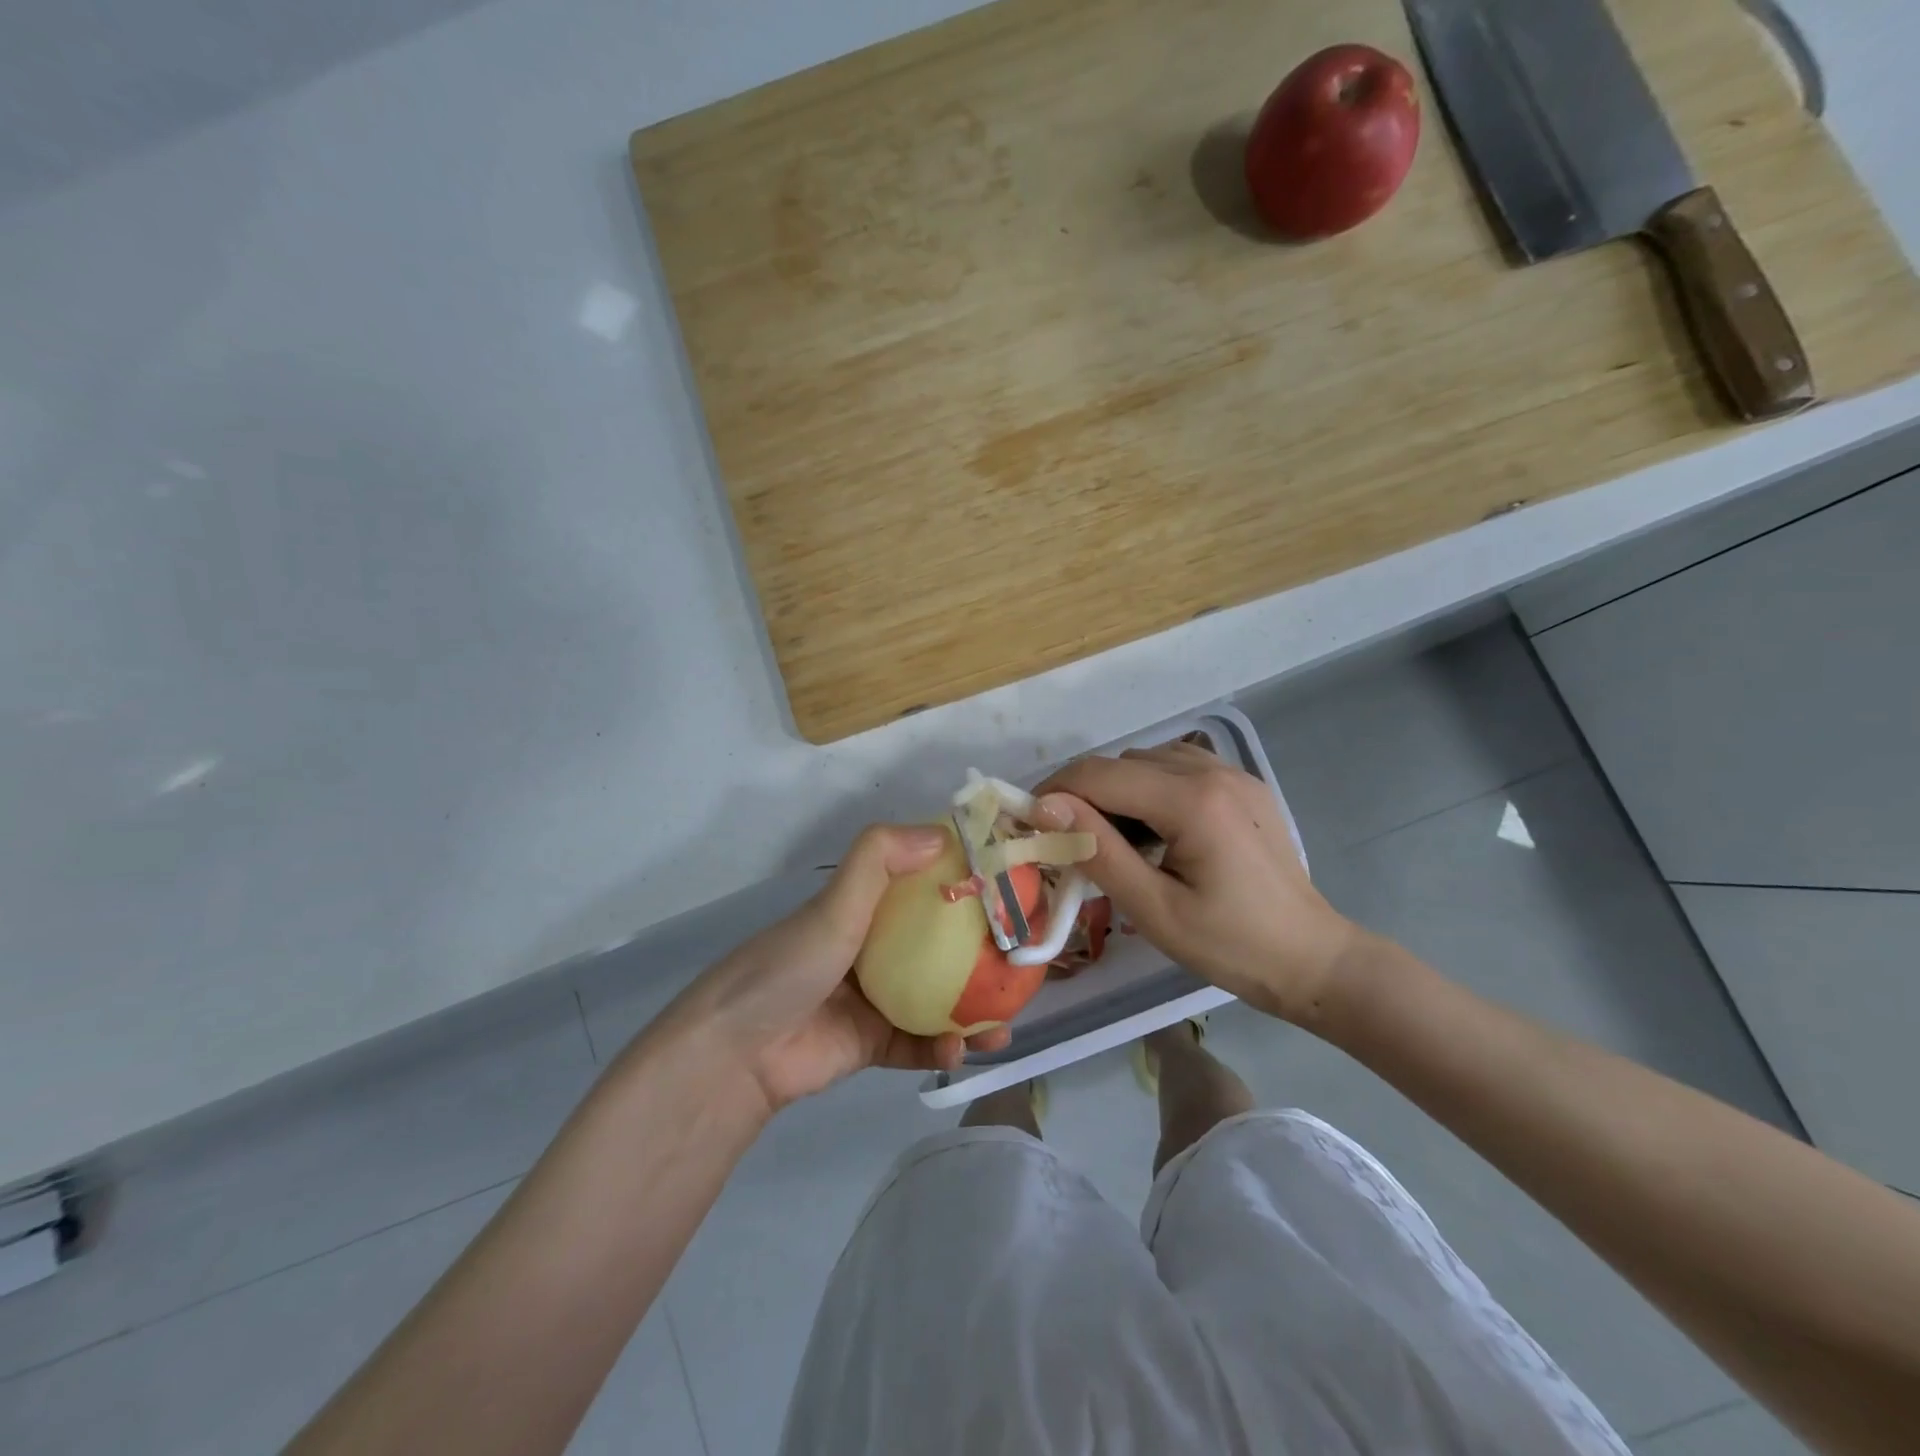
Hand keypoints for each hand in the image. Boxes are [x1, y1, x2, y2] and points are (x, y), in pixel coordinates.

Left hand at [659, 825, 1012, 1117]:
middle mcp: (872, 949)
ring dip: (972, 1008)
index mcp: (863, 909)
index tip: (1007, 888)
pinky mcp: (871, 1044)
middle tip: (1021, 960)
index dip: (963, 884)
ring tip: (1007, 1016)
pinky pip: (917, 1044)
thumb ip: (879, 859)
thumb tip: (943, 834)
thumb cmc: (790, 964)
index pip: (922, 886)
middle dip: (980, 952)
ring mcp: (874, 1000)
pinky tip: (964, 1050)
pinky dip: (942, 1048)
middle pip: (938, 945)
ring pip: (936, 998)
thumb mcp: (834, 903)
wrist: (737, 1052)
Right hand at [1037, 744, 1360, 1025]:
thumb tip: (1045, 807)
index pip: (1099, 775)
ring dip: (1116, 790)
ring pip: (1146, 760)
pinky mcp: (1242, 785)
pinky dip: (1149, 787)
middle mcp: (1212, 771)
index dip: (1054, 793)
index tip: (1028, 824)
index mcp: (1193, 801)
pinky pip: (1177, 767)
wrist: (1314, 960)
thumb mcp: (1155, 910)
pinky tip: (1151, 828)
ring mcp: (1232, 774)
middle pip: (1121, 763)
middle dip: (1083, 794)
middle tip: (1067, 842)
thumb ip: (1098, 851)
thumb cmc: (1232, 947)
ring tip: (1110, 838)